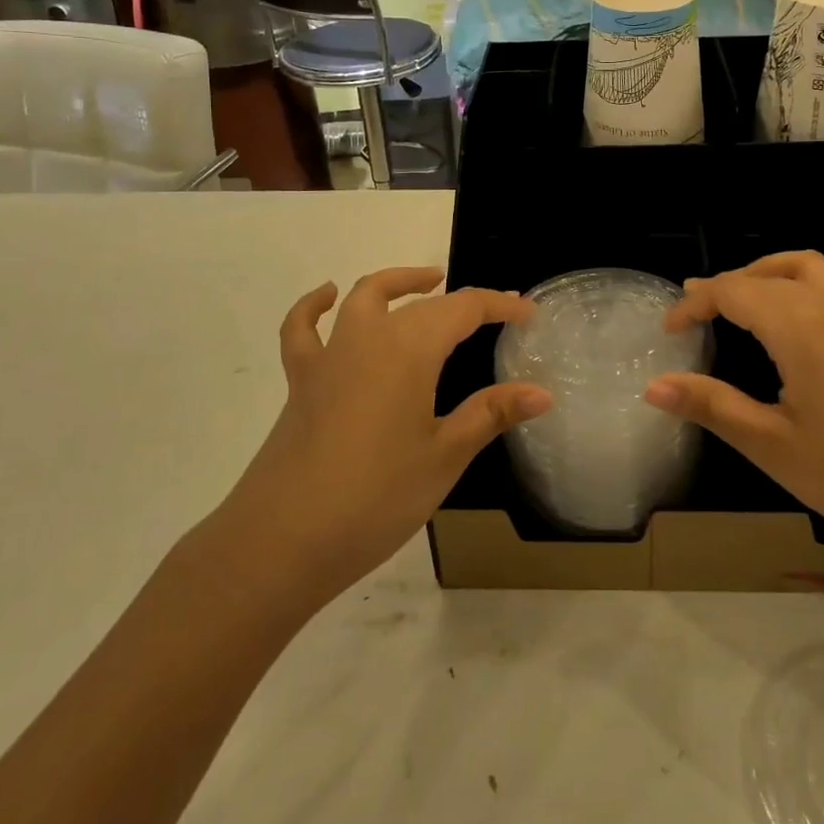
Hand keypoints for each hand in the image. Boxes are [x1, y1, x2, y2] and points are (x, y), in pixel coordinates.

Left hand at [213, 269, 548, 611]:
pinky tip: (327, 297)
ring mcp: (330, 356)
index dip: (500, 305)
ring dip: (399, 283)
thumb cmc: (376, 497)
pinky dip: (314, 306)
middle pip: (422, 304)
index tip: (529, 313)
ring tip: (427, 282)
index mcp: (410, 349)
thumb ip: (491, 414)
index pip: (464, 309)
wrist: (281, 541)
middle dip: (462, 302)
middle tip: (496, 313)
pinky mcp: (301, 380)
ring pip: (365, 298)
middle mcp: (369, 337)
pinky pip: (303, 329)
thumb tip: (542, 392)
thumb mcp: (444, 456)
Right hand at [647, 252, 823, 569]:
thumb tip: (652, 386)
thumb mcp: (773, 446)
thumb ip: (712, 406)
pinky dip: (797, 284)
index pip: (733, 291)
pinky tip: (793, 324)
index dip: (695, 303)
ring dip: (766, 274)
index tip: (669, 329)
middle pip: (767, 273)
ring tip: (740, 304)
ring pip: (805, 266)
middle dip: (726, 286)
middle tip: (696, 314)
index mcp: (800, 327)